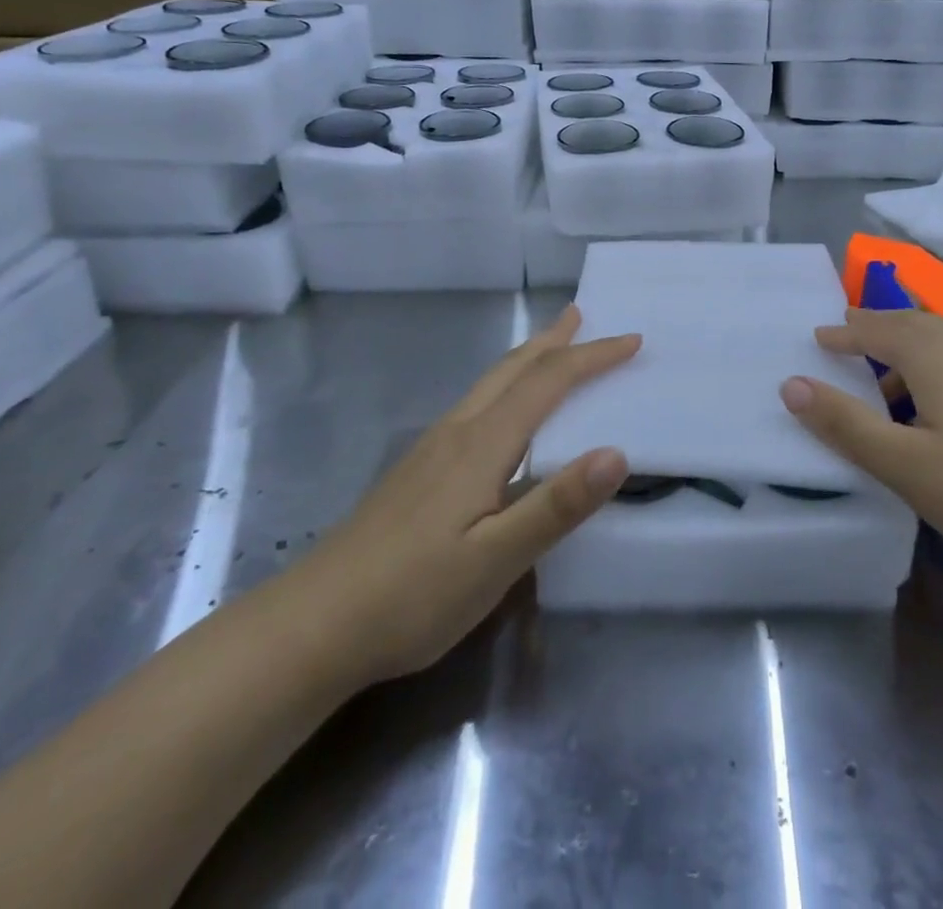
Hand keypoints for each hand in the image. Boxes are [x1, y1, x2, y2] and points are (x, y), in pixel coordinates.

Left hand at [300, 306, 637, 681]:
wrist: (311, 627)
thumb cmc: (412, 596)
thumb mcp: (496, 560)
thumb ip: (556, 505)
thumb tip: (618, 452)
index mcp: (482, 444)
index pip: (547, 382)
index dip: (592, 358)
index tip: (632, 341)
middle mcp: (457, 432)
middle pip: (512, 369)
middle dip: (553, 340)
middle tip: (583, 315)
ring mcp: (431, 449)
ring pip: (489, 384)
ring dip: (528, 358)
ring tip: (550, 346)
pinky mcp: (416, 471)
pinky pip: (476, 405)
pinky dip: (506, 386)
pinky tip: (502, 414)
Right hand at [778, 307, 942, 582]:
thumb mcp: (903, 463)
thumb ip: (844, 423)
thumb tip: (790, 384)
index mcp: (932, 352)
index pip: (875, 328)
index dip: (843, 333)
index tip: (818, 337)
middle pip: (911, 324)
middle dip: (875, 330)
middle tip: (847, 338)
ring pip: (942, 343)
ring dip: (907, 350)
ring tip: (886, 379)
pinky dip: (936, 368)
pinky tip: (940, 407)